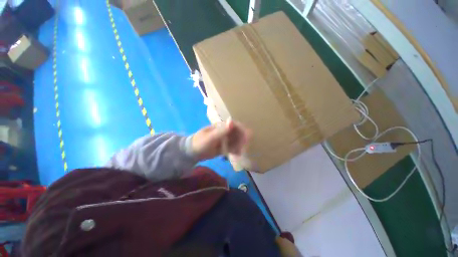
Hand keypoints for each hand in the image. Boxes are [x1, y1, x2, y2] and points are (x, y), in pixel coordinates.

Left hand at [191, 119, 251, 160]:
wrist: (192, 153)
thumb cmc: (200, 142)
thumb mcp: (210, 137)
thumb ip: (221, 131)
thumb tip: (232, 120)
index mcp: (221, 126)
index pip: (234, 125)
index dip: (242, 129)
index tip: (249, 135)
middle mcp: (224, 132)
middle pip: (237, 133)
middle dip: (242, 139)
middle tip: (245, 147)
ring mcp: (225, 139)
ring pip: (236, 141)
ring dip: (239, 146)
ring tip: (239, 152)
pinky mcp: (224, 147)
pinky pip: (232, 148)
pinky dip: (236, 151)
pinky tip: (237, 155)